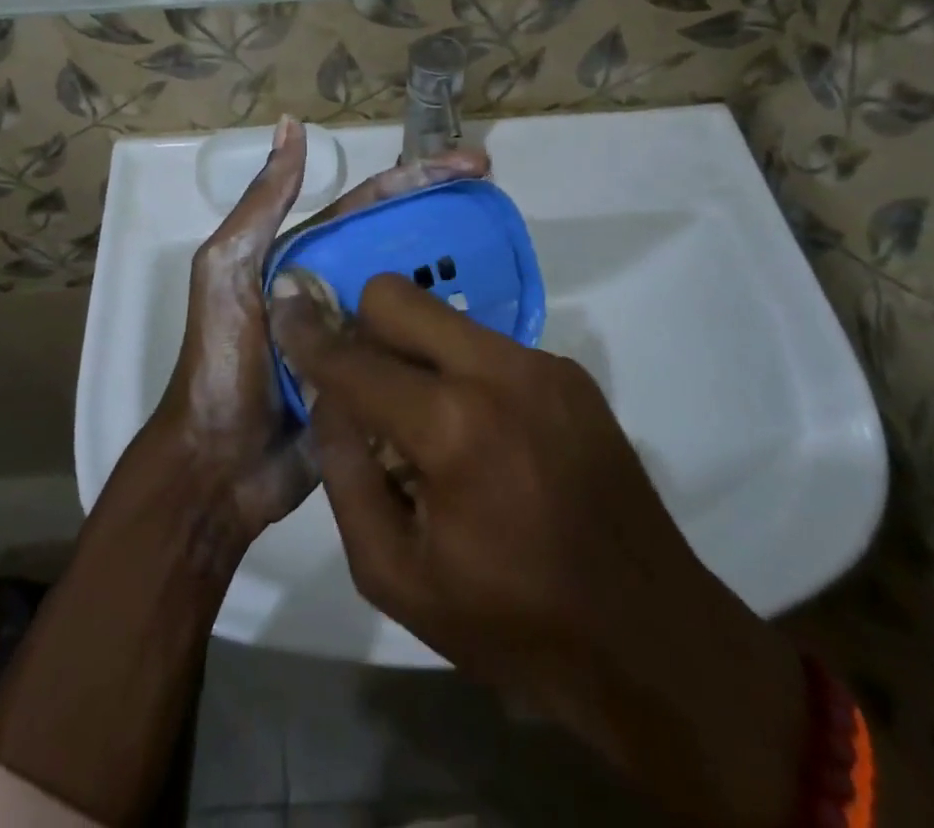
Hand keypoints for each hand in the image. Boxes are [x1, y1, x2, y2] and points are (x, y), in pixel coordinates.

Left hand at [154, 118, 489, 540]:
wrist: (219, 465)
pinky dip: (447, 333)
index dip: (418, 178)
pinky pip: (415, 349)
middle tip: (499, 198)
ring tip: (509, 255)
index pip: (370, 205)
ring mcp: (358, 335)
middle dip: (448, 215)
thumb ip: (264, 204)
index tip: (472, 165)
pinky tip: (491, 324)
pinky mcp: (375, 381)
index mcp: (305, 256)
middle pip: (401, 242)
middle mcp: (335, 286)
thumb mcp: (228, 268)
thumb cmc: (222, 359)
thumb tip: (291, 127)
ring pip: (414, 293)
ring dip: (457, 271)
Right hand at [270, 275, 808, 827]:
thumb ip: (346, 474)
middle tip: (359, 375)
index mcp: (452, 428)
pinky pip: (487, 346)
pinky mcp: (568, 371)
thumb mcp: (396, 576)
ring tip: (423, 417)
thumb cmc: (513, 623)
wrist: (650, 637)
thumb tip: (330, 402)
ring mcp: (541, 364)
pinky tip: (479, 432)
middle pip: (399, 296)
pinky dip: (460, 372)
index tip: (283, 309)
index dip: (308, 335)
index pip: (355, 359)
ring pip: (444, 316)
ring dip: (414, 352)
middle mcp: (498, 372)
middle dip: (362, 323)